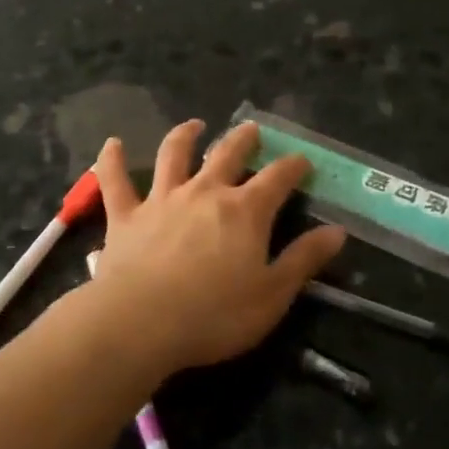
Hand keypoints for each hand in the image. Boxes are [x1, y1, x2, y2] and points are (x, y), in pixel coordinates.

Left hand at [91, 120, 346, 372]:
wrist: (140, 324)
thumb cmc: (214, 315)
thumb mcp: (273, 295)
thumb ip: (303, 260)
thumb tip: (337, 231)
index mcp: (245, 210)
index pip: (278, 177)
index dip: (294, 166)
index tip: (303, 161)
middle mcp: (205, 192)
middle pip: (228, 153)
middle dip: (243, 139)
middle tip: (252, 129)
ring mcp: (162, 199)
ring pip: (174, 156)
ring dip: (185, 136)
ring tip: (193, 125)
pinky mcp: (125, 216)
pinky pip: (115, 181)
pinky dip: (112, 160)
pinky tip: (112, 144)